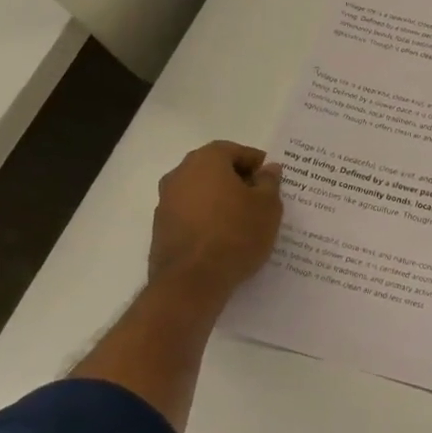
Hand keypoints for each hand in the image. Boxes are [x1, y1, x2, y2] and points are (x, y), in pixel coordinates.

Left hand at [148, 141, 283, 296]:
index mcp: (206, 160)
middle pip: (214, 169)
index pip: (235, 151)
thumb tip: (269, 169)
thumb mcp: (267, 206)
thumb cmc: (236, 234)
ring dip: (220, 200)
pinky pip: (190, 213)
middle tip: (260, 199)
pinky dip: (206, 218)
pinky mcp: (160, 228)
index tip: (271, 180)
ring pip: (200, 192)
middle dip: (237, 180)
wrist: (191, 282)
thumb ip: (269, 182)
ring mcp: (165, 201)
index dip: (257, 163)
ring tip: (243, 221)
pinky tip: (223, 237)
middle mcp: (180, 174)